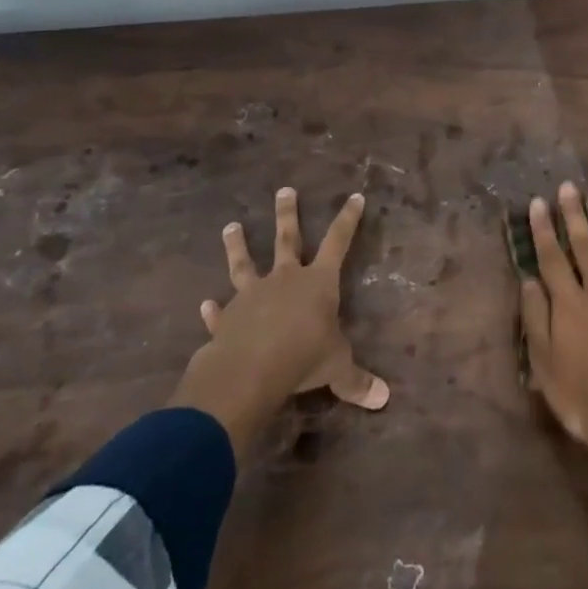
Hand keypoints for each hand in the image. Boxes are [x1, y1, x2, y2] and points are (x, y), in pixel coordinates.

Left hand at [169, 186, 388, 454]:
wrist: (250, 369)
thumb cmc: (303, 357)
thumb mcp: (337, 367)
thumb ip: (356, 379)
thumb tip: (383, 399)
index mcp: (318, 282)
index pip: (338, 242)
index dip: (348, 220)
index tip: (354, 196)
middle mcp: (285, 279)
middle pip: (288, 239)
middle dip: (288, 214)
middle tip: (284, 190)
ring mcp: (252, 295)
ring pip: (245, 263)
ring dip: (238, 245)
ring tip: (230, 226)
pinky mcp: (227, 318)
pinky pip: (219, 311)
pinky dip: (212, 309)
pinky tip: (204, 304)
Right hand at [519, 183, 587, 476]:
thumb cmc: (583, 401)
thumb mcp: (546, 368)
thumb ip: (536, 320)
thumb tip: (529, 280)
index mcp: (570, 306)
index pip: (552, 258)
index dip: (544, 229)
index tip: (538, 202)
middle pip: (585, 247)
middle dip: (575, 216)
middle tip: (569, 188)